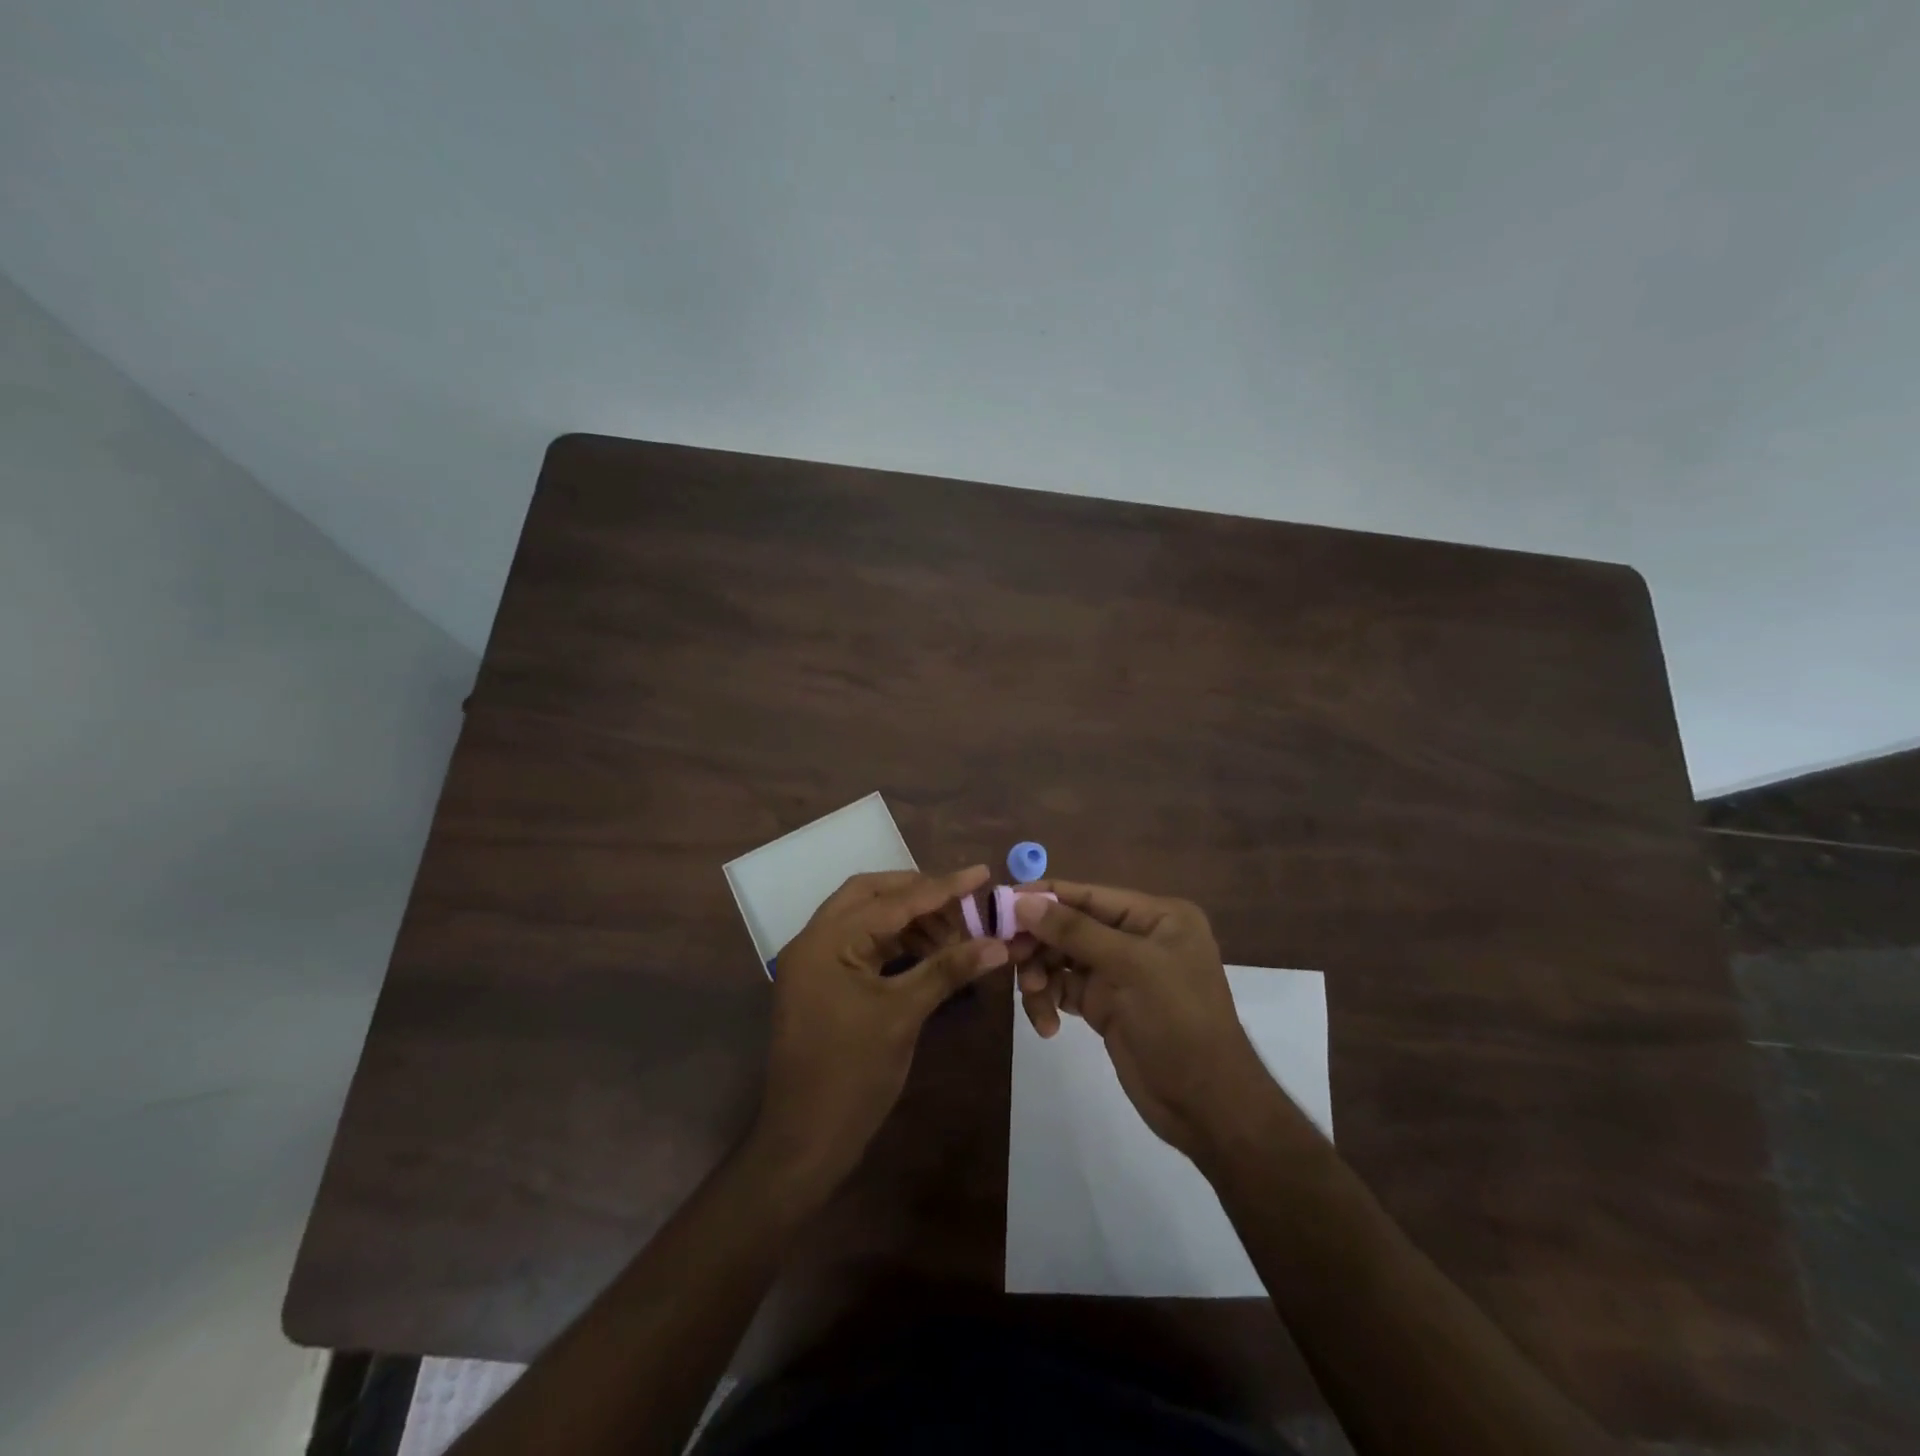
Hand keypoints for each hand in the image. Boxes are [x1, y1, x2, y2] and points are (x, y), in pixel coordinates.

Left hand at [752, 866, 1008, 1193]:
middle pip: (871, 895)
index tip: (981, 873)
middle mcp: (814, 940)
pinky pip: (862, 945)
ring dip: (909, 918)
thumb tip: (998, 943)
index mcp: (826, 940)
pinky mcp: (823, 983)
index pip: (892, 900)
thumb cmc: (852, 1074)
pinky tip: (928, 950)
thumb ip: (948, 969)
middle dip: (918, 893)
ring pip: (866, 919)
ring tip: (954, 931)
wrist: (805, 1140)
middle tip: (963, 900)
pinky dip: (895, 941)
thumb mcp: (903, 1014)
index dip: (941, 887)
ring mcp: (815, 962)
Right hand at [1014, 882, 1270, 1159]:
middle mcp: (1136, 937)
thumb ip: (1075, 931)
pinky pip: (1064, 989)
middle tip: (1009, 958)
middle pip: (1070, 925)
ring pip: (1061, 958)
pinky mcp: (1105, 1004)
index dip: (1044, 897)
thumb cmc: (1178, 1022)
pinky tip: (1048, 1026)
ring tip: (1035, 997)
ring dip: (1041, 976)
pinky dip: (1049, 1001)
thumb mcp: (1131, 968)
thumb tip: (1023, 902)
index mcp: (1155, 916)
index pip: (1088, 895)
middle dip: (1039, 942)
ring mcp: (1119, 972)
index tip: (1001, 904)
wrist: (1207, 1106)